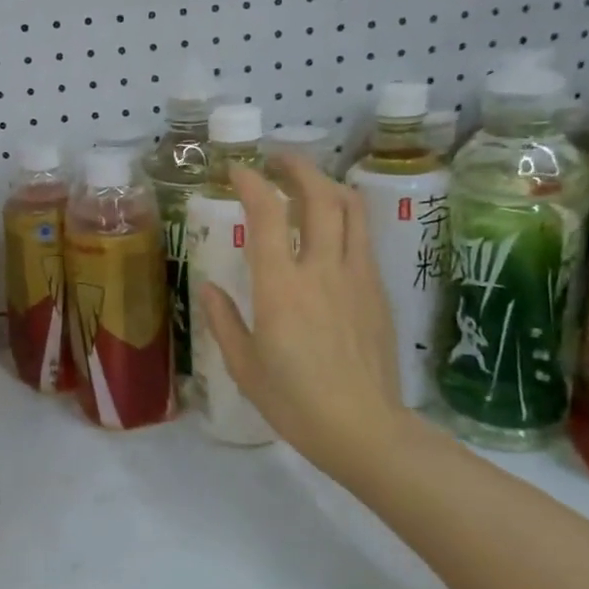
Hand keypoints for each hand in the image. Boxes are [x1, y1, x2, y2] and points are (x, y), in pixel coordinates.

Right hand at [197, 157, 409, 476]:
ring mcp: (357, 277)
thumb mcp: (243, 365)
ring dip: (328, 183)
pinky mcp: (378, 291)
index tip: (237, 170)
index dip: (251, 183)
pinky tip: (333, 227)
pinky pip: (364, 238)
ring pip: (352, 209)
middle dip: (298, 167)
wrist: (365, 429)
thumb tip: (210, 289)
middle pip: (320, 196)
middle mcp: (322, 269)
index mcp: (281, 286)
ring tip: (309, 181)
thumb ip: (224, 320)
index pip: (268, 214)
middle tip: (277, 159)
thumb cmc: (294, 401)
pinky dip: (347, 217)